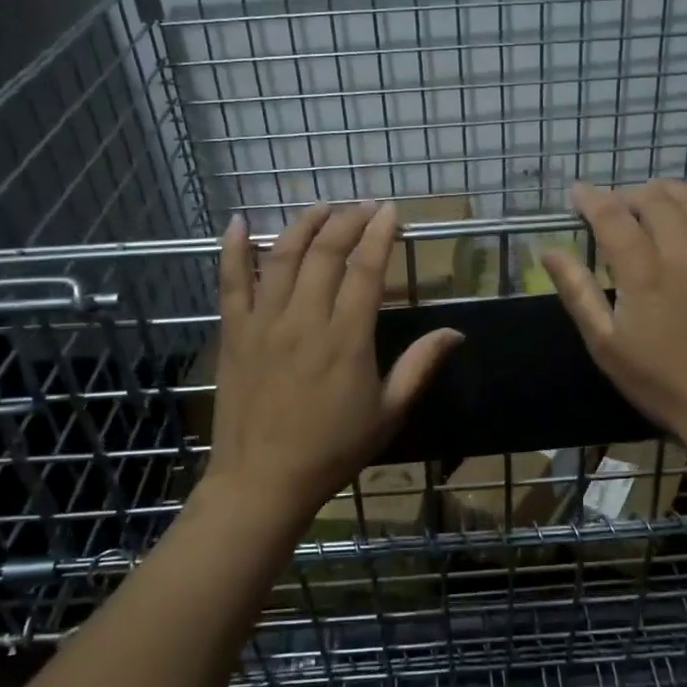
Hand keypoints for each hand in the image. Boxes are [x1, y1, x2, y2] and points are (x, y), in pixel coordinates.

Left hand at [198, 202, 462, 533]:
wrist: (263, 480)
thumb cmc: (332, 449)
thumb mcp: (388, 412)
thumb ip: (420, 366)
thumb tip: (455, 332)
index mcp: (346, 338)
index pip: (366, 269)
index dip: (380, 235)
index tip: (390, 212)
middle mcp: (304, 320)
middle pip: (326, 253)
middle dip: (347, 221)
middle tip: (362, 207)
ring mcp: (264, 323)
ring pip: (282, 257)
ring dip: (304, 225)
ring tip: (322, 207)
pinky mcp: (234, 333)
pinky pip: (230, 282)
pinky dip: (233, 249)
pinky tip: (240, 223)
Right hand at [541, 180, 686, 448]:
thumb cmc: (660, 381)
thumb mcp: (605, 344)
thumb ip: (577, 292)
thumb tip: (549, 251)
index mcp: (644, 272)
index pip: (612, 216)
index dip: (591, 199)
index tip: (577, 194)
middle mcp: (686, 251)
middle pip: (654, 199)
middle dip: (627, 196)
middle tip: (616, 210)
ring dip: (668, 191)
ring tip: (653, 200)